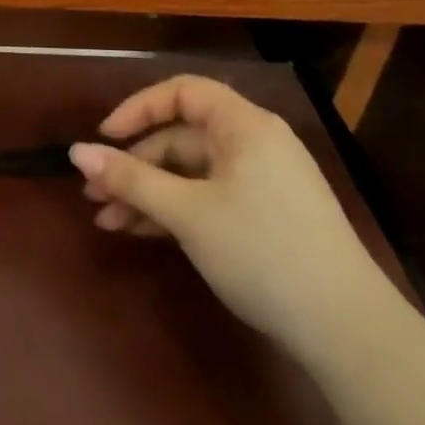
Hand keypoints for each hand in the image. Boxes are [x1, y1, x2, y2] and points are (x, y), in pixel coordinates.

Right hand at [69, 75, 388, 353]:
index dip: (138, 109)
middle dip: (134, 164)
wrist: (347, 330)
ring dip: (147, 193)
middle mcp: (254, 145)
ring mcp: (262, 183)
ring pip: (190, 173)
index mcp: (244, 127)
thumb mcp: (187, 213)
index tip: (104, 138)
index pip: (182, 93)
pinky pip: (207, 198)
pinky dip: (174, 211)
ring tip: (108, 221)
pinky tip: (141, 233)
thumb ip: (130, 179)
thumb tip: (77, 152)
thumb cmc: (262, 252)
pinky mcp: (265, 217)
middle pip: (181, 138)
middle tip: (94, 194)